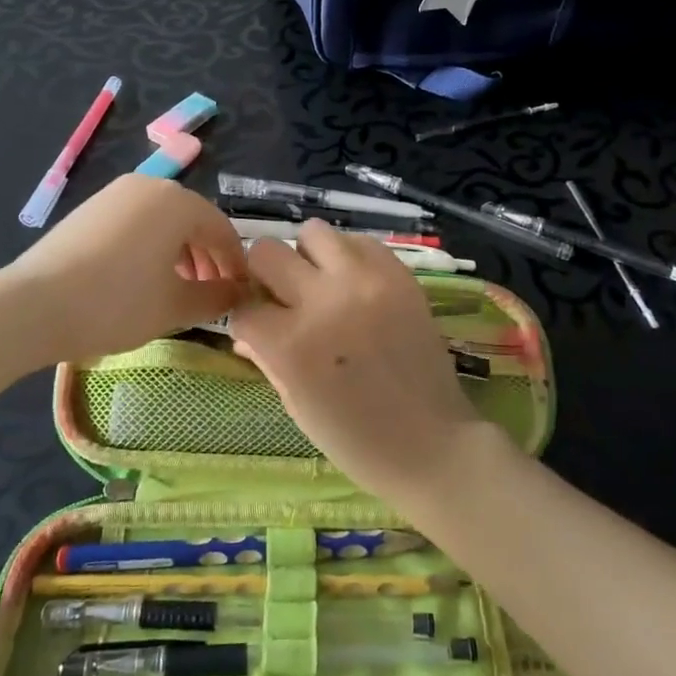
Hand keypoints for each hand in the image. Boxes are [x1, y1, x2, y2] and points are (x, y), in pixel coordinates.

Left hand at [3, 174, 246, 362]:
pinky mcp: (89, 209)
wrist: (31, 306)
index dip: (236, 265)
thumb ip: (218, 298)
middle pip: (193, 221)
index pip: (222, 230)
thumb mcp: (176, 306)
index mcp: (177, 202)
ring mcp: (114, 194)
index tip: (241, 295)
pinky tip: (141, 280)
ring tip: (177, 291)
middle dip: (208, 259)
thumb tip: (241, 294)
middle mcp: (149, 185)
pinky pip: (135, 223)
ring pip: (163, 222)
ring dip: (180, 254)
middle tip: (210, 296)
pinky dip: (150, 248)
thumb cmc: (116, 303)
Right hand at [227, 222, 484, 503]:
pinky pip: (360, 242)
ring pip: (313, 232)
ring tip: (321, 284)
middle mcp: (324, 301)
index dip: (246, 318)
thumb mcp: (296, 404)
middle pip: (267, 252)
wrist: (431, 443)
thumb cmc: (355, 440)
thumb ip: (266, 356)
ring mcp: (365, 281)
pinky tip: (354, 285)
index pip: (244, 307)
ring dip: (308, 257)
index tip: (257, 326)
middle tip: (284, 298)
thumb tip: (245, 329)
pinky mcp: (399, 274)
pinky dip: (349, 258)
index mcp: (291, 344)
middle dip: (266, 276)